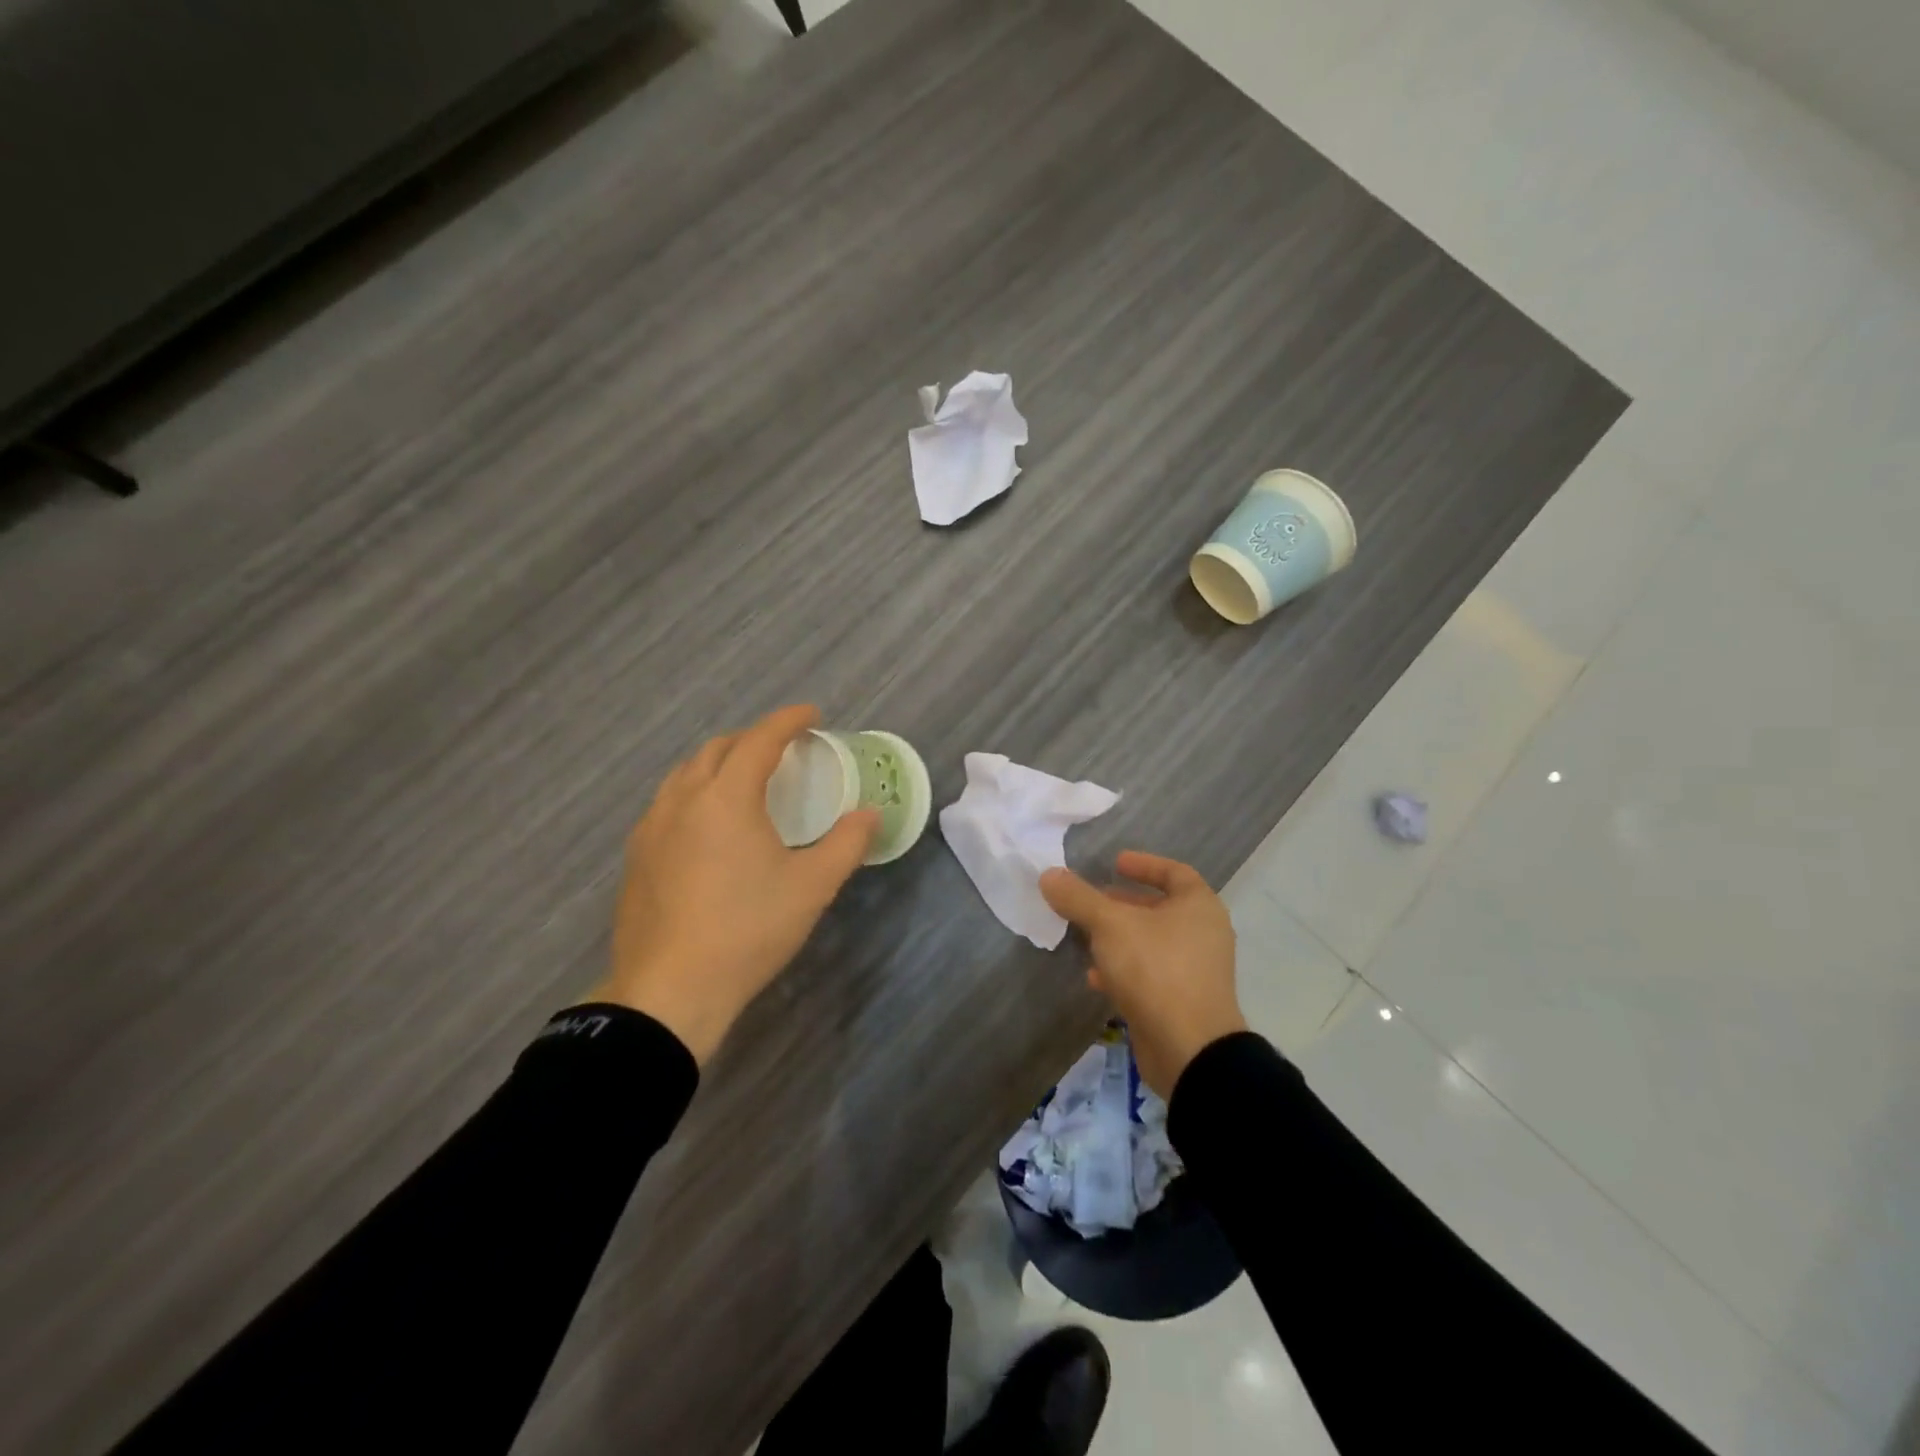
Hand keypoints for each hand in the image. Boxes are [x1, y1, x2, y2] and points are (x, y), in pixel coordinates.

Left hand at [585, 705, 877, 1062]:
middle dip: (752, 739)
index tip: (812, 715)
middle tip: (783, 751)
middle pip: (717, 749)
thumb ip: (847, 843)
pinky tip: (707, 826)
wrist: (670, 990)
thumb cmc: (748, 930)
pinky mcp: (636, 857)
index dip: (788, 721)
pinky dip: (695, 794)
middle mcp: (682, 800)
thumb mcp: (812, 887)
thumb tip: (870, 815)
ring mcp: (651, 828)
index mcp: (725, 798)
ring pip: (685, 774)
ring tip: (744, 781)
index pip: (759, 740)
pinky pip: (667, 804)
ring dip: (719, 764)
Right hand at [1040, 851, 1246, 1096]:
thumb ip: (1078, 898)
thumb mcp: (1110, 925)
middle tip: (1093, 900)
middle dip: (1124, 903)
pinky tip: (1095, 978)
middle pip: (1160, 908)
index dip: (1144, 864)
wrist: (1189, 1049)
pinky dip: (1123, 970)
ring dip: (1119, 938)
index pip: (1174, 872)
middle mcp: (1203, 935)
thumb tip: (1049, 874)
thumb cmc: (1155, 970)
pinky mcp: (1181, 1003)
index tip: (1114, 863)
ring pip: (1151, 943)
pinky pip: (1149, 974)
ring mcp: (1195, 971)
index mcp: (1199, 906)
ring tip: (1085, 937)